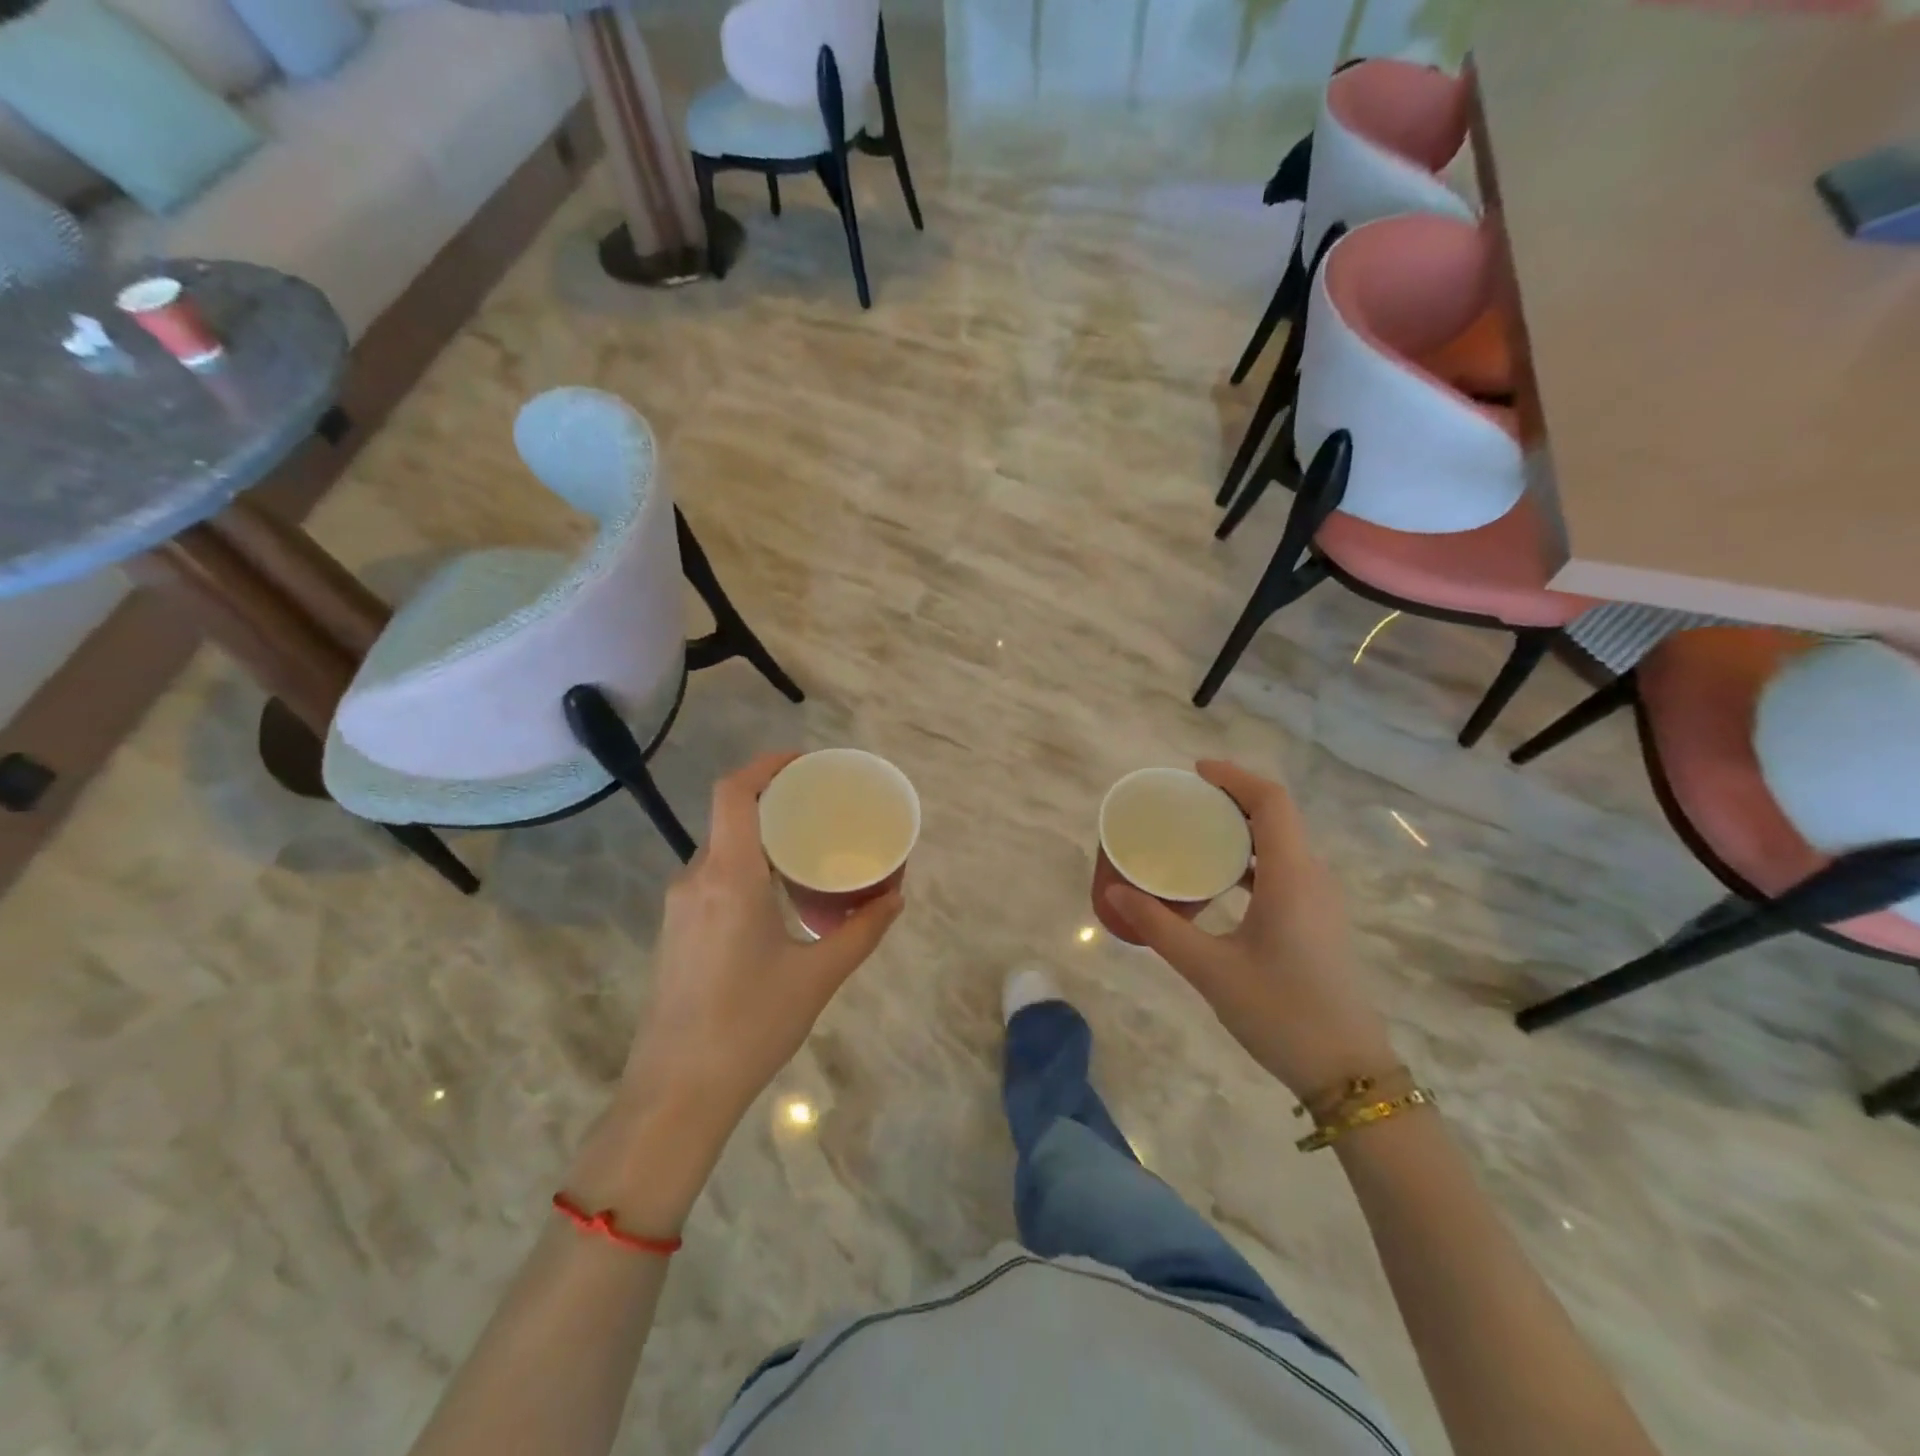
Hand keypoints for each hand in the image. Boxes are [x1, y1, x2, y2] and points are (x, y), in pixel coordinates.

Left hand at [618, 751, 904, 1136]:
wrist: (675, 1094)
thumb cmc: (750, 1026)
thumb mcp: (817, 976)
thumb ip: (862, 930)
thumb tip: (896, 897)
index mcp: (728, 878)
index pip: (734, 793)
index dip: (766, 765)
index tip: (805, 762)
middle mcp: (697, 879)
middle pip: (731, 816)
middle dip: (776, 800)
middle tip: (824, 806)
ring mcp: (680, 906)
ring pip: (722, 848)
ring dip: (762, 837)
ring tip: (809, 848)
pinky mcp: (678, 930)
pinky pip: (715, 876)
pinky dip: (748, 865)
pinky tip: (779, 893)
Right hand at [1105, 760, 1397, 1099]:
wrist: (1348, 1073)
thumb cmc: (1280, 1014)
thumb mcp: (1210, 969)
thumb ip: (1160, 927)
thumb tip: (1114, 894)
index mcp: (1291, 877)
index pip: (1271, 803)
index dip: (1235, 778)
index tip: (1195, 772)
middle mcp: (1312, 878)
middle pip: (1277, 816)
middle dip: (1232, 799)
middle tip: (1183, 802)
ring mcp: (1320, 901)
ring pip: (1281, 843)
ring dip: (1241, 829)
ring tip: (1193, 833)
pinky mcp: (1318, 921)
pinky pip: (1284, 869)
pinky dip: (1250, 859)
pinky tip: (1218, 880)